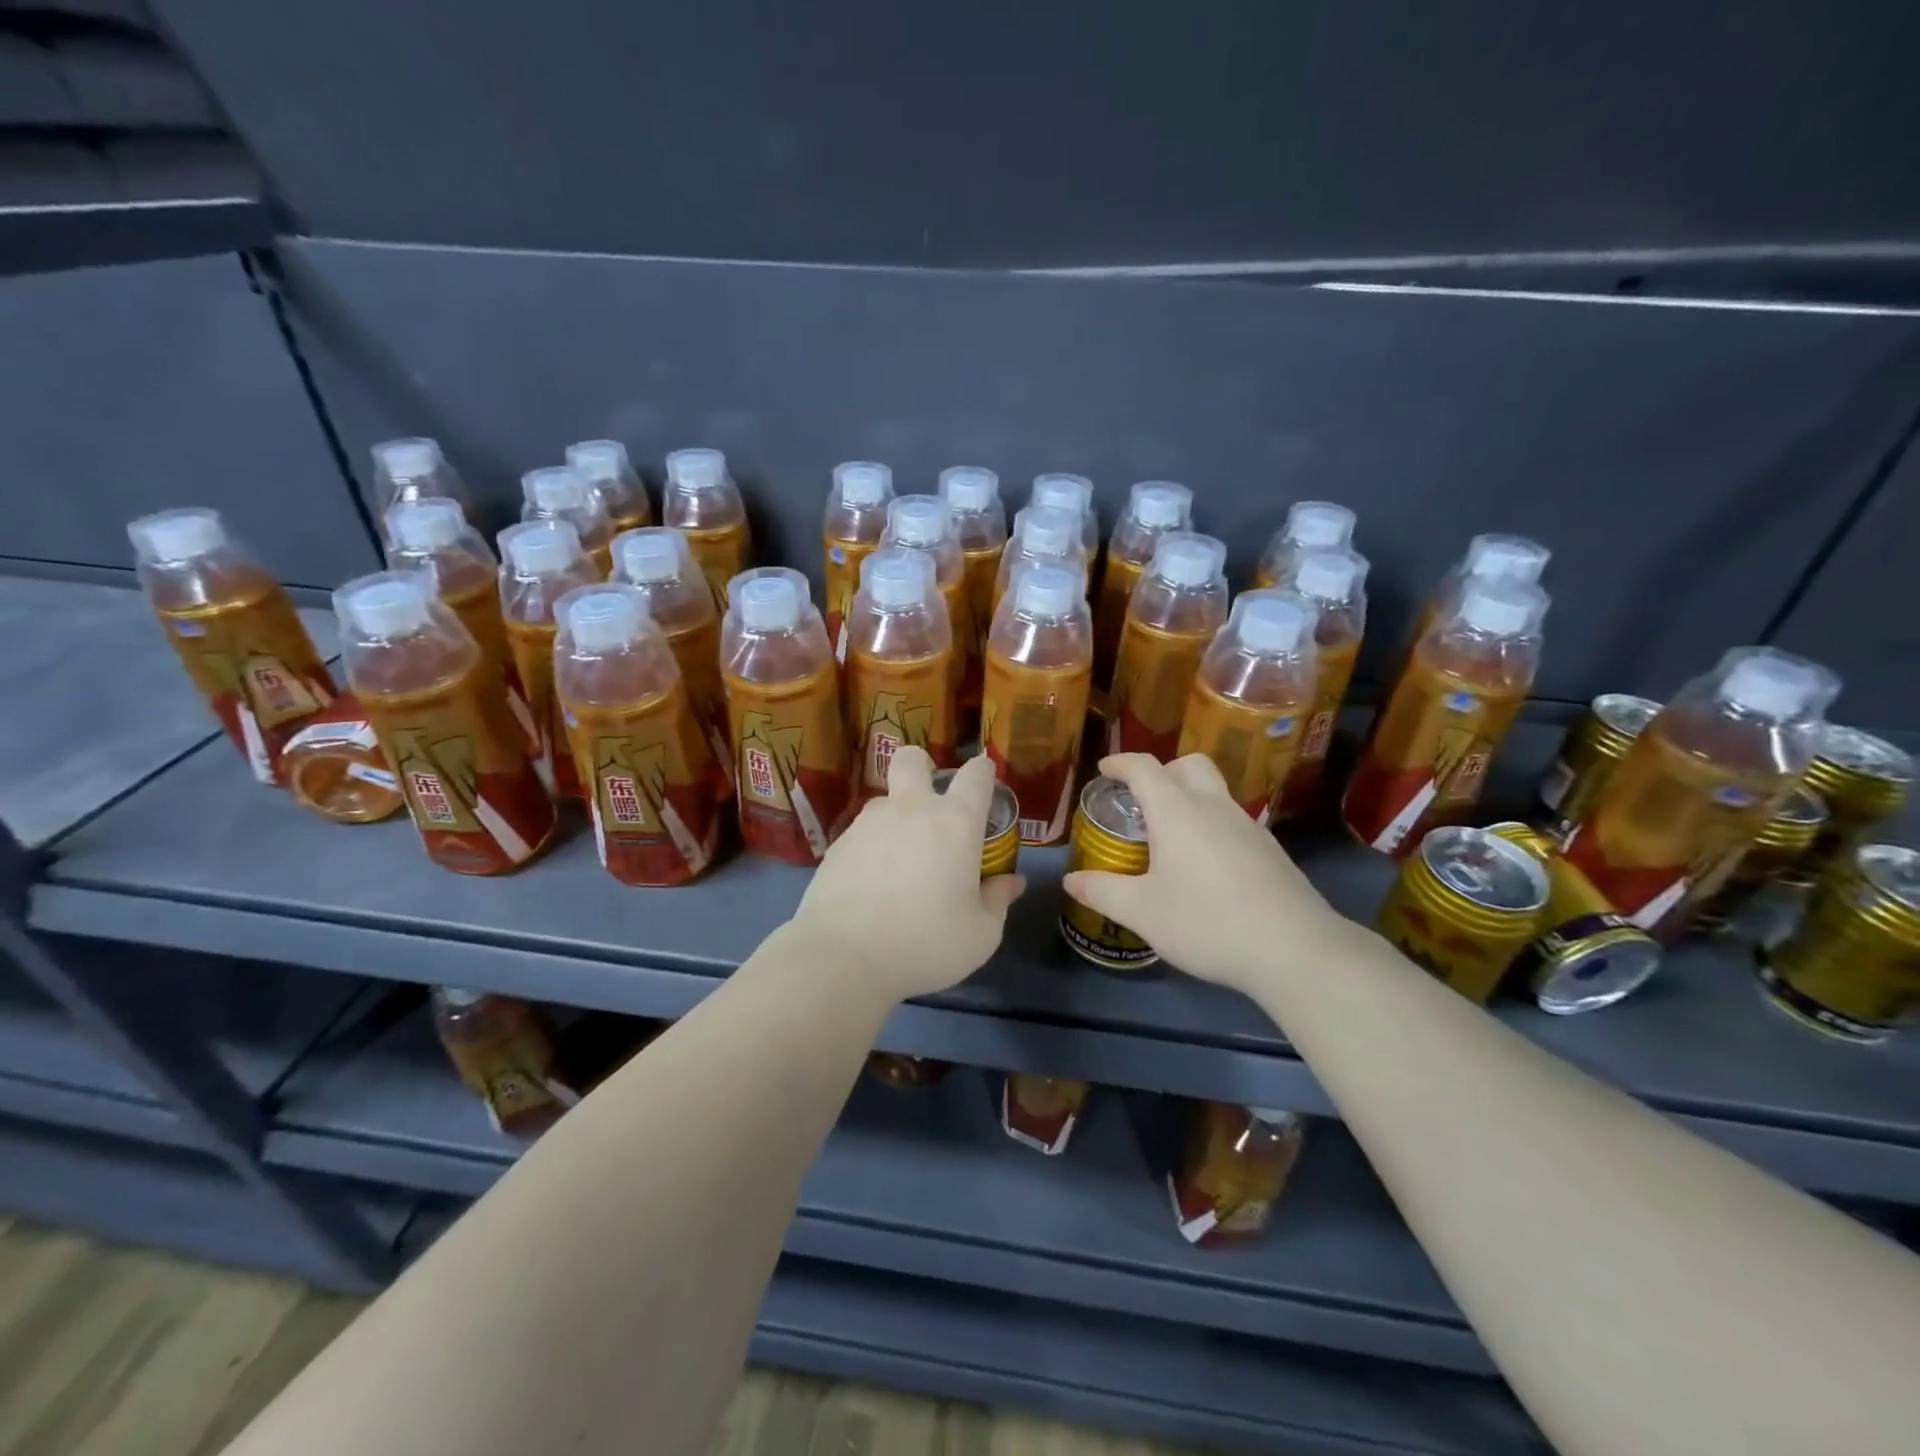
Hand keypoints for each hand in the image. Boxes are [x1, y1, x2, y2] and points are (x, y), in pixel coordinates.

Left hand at [788, 749, 1023, 1001]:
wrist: (844, 955)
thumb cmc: (926, 942)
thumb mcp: (980, 933)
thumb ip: (998, 900)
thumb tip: (1010, 881)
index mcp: (955, 822)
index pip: (976, 774)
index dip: (984, 771)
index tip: (986, 783)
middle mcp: (911, 809)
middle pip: (913, 759)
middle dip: (924, 767)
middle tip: (931, 802)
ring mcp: (868, 823)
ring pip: (885, 800)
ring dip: (897, 817)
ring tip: (901, 860)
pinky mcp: (838, 844)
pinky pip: (862, 833)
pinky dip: (872, 848)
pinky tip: (872, 884)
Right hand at [1061, 753, 1345, 994]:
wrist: (1294, 949)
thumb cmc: (1206, 922)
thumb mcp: (1142, 912)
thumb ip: (1102, 892)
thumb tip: (1071, 880)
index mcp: (1177, 811)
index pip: (1144, 767)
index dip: (1120, 763)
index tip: (1104, 769)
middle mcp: (1214, 806)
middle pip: (1189, 765)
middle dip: (1162, 771)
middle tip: (1143, 800)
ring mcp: (1248, 826)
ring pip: (1215, 792)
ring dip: (1189, 799)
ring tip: (1170, 837)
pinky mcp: (1270, 850)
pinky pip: (1233, 820)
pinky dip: (1212, 825)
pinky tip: (1206, 867)